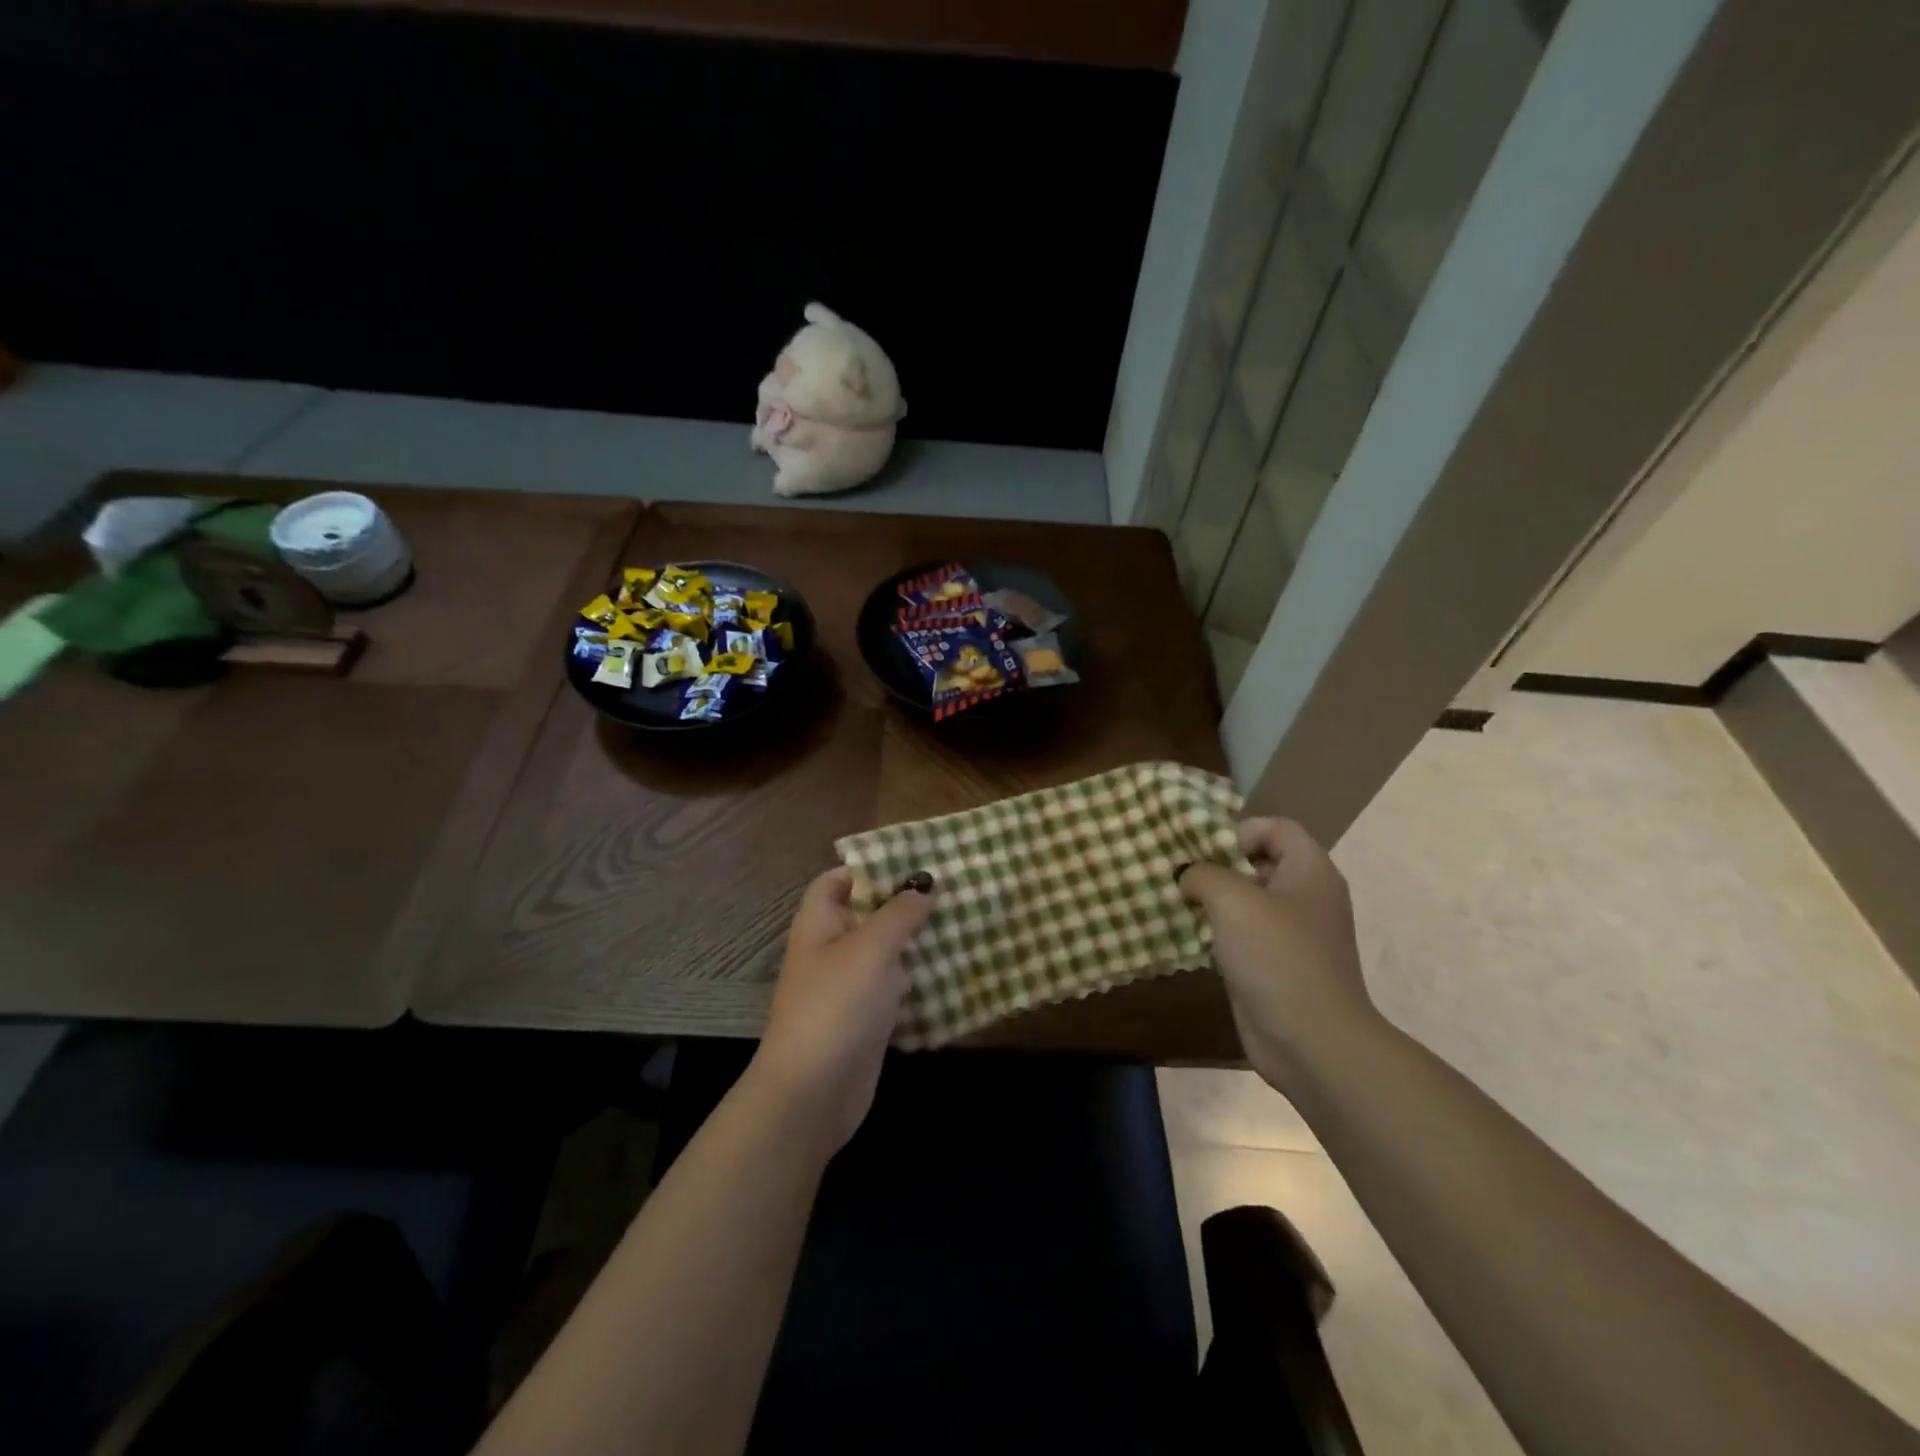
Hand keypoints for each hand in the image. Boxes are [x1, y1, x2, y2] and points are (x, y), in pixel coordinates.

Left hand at [751, 867, 933, 1150]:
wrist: (813, 1093)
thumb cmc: (836, 1006)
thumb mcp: (870, 950)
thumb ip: (898, 914)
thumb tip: (922, 887)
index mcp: (819, 925)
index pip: (836, 881)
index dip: (868, 868)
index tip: (911, 863)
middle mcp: (831, 951)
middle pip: (865, 915)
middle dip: (903, 904)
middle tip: (949, 891)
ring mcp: (848, 988)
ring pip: (884, 953)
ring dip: (914, 942)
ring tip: (959, 923)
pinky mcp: (866, 1020)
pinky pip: (893, 988)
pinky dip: (917, 980)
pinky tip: (950, 971)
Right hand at [1179, 818, 1379, 1091]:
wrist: (1312, 1043)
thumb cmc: (1277, 958)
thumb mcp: (1232, 900)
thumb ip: (1203, 873)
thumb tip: (1189, 875)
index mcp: (1310, 871)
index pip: (1275, 827)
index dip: (1238, 830)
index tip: (1202, 851)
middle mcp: (1306, 896)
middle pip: (1259, 861)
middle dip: (1217, 864)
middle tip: (1179, 874)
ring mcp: (1293, 934)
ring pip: (1248, 900)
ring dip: (1212, 899)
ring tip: (1176, 901)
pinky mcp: (1276, 964)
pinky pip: (1243, 934)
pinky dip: (1217, 930)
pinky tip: (1189, 936)